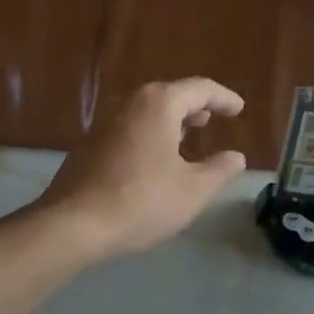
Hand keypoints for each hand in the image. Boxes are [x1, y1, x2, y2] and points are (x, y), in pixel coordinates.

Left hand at [35, 78, 248, 263]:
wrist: (75, 224)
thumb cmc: (143, 202)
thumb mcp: (193, 190)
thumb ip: (219, 169)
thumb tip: (236, 157)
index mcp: (158, 104)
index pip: (200, 89)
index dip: (224, 98)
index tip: (239, 109)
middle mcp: (128, 102)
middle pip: (169, 94)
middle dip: (193, 106)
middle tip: (211, 119)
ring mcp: (103, 121)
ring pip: (145, 110)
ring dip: (169, 120)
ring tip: (186, 136)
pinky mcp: (88, 143)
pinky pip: (128, 127)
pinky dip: (148, 133)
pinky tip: (154, 158)